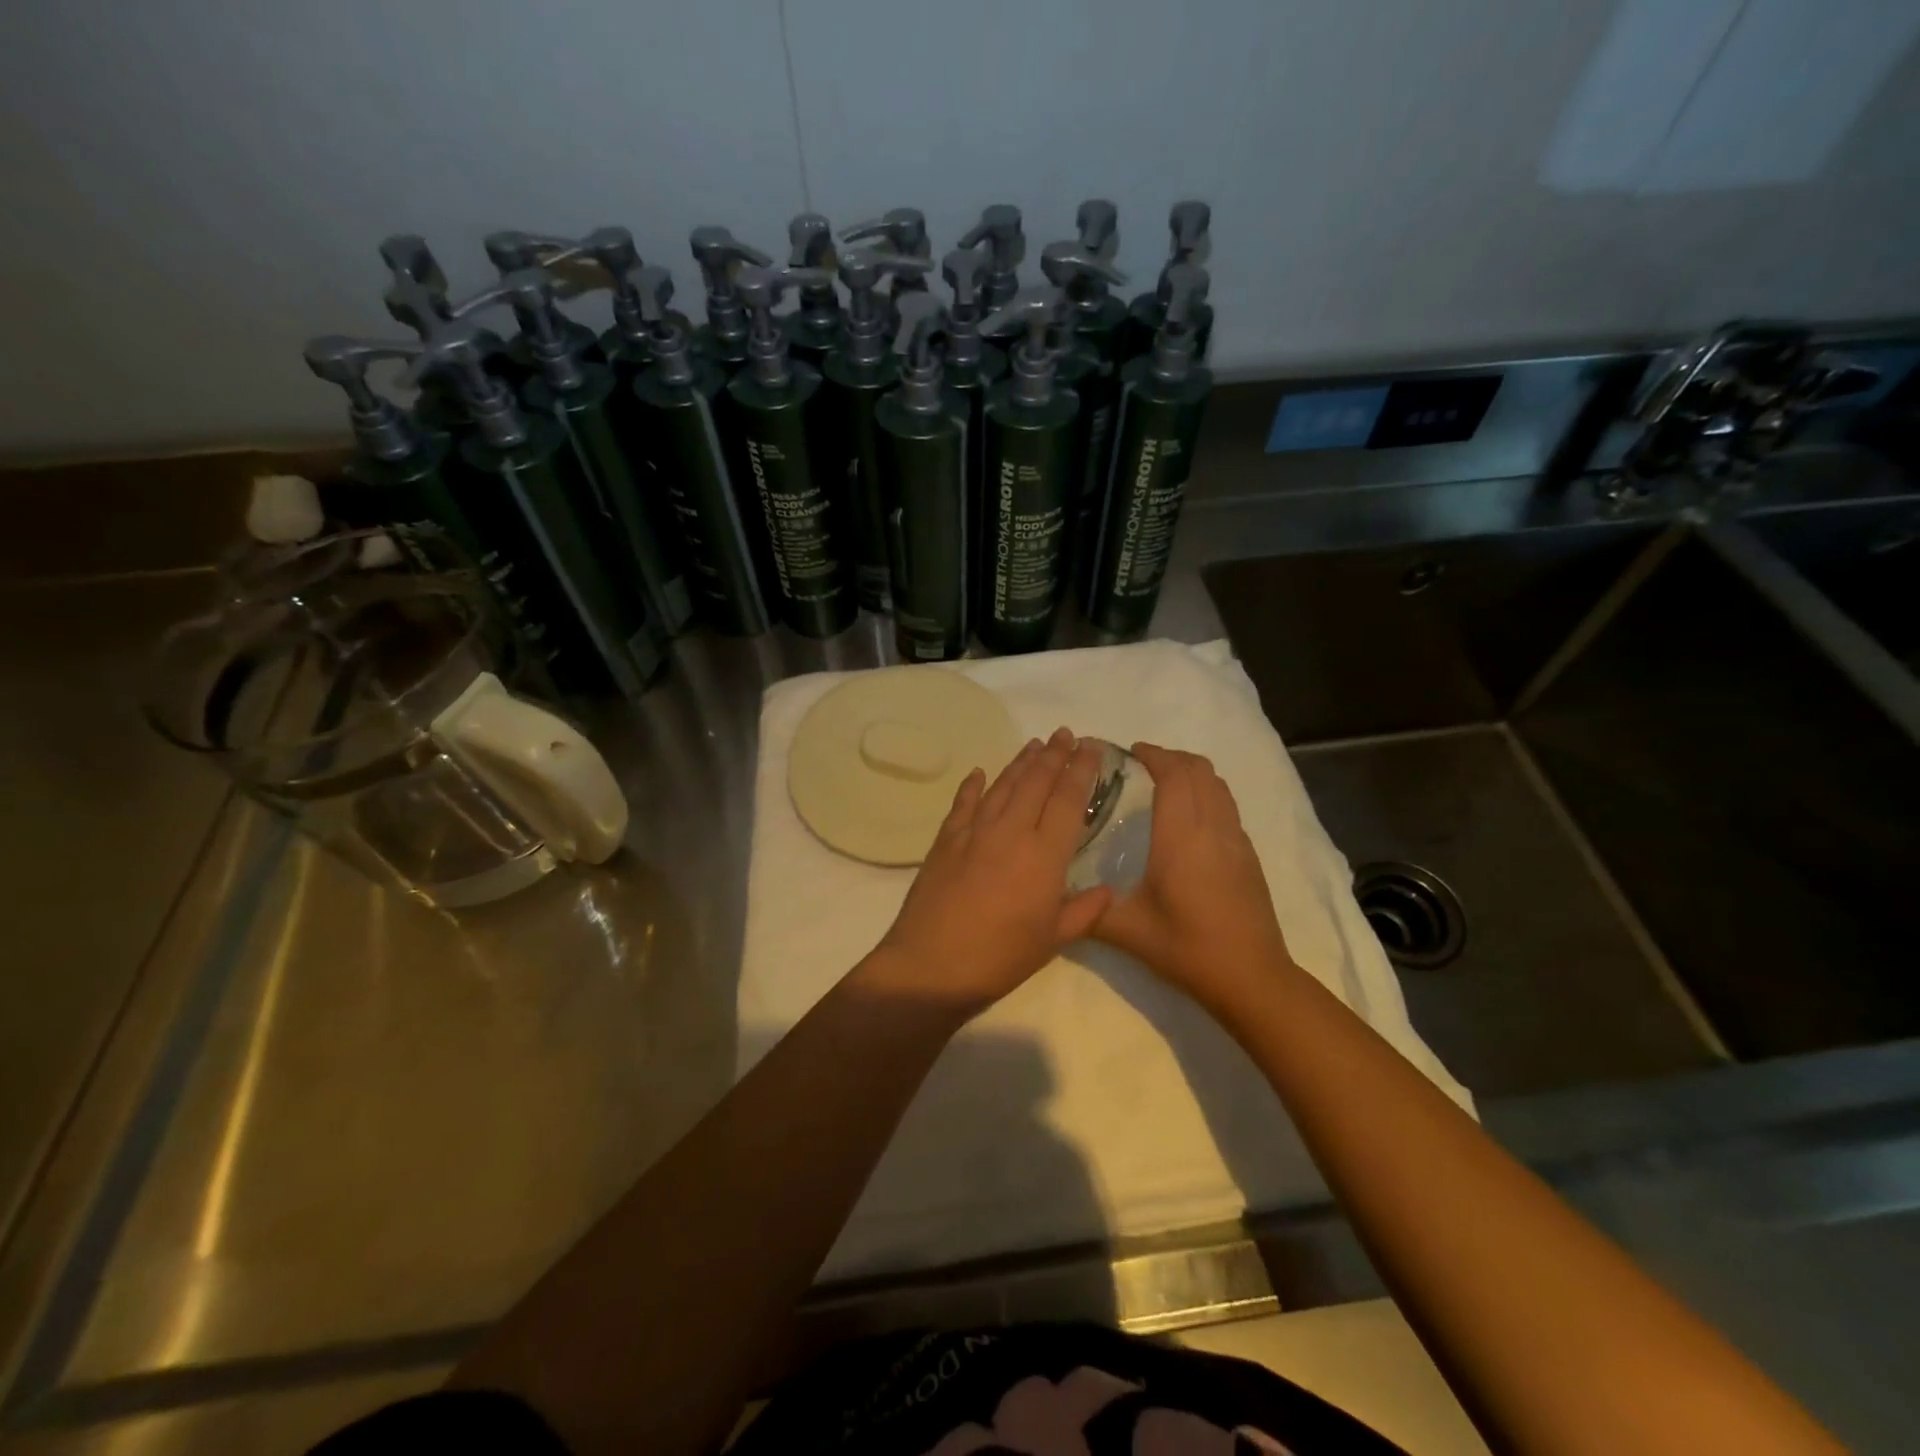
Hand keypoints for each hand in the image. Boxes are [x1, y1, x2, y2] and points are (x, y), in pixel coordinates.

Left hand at [872, 729, 1112, 1013]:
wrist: (932, 965)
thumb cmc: (1000, 957)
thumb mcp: (1053, 940)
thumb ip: (1084, 911)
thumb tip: (1108, 890)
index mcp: (1045, 855)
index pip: (1069, 800)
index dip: (1081, 770)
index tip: (1090, 747)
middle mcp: (1012, 832)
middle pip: (1036, 782)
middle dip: (1054, 755)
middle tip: (1065, 733)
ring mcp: (975, 832)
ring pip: (1003, 786)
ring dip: (1020, 762)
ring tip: (1035, 744)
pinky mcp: (946, 840)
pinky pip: (963, 803)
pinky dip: (973, 785)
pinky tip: (979, 772)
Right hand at [1092, 743, 1296, 1013]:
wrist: (1250, 976)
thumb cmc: (1186, 947)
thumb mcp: (1127, 931)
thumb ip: (1088, 910)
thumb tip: (1053, 897)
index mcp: (1181, 837)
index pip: (1174, 774)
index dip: (1153, 755)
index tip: (1129, 752)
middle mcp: (1212, 828)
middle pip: (1199, 769)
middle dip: (1170, 757)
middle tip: (1141, 766)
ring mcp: (1236, 839)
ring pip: (1218, 784)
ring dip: (1191, 772)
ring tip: (1164, 783)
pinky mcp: (1248, 854)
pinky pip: (1227, 805)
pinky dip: (1206, 793)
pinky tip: (1187, 819)